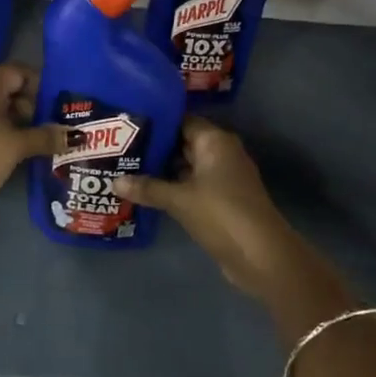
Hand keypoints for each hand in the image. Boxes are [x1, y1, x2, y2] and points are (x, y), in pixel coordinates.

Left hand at [0, 64, 66, 222]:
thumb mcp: (17, 145)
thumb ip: (45, 137)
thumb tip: (75, 135)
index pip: (20, 72)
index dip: (41, 86)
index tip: (57, 107)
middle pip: (9, 90)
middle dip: (31, 108)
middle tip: (51, 127)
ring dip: (16, 124)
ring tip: (38, 143)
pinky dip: (0, 135)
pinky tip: (15, 154)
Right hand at [113, 117, 301, 299]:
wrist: (261, 256)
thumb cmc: (221, 213)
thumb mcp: (180, 200)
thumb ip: (148, 188)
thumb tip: (114, 181)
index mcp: (215, 140)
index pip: (181, 120)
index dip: (155, 122)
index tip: (128, 124)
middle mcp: (221, 152)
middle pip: (183, 142)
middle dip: (155, 147)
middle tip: (120, 148)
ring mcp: (223, 177)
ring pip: (186, 166)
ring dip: (163, 170)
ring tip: (127, 168)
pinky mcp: (222, 200)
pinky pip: (192, 185)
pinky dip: (174, 187)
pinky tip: (148, 192)